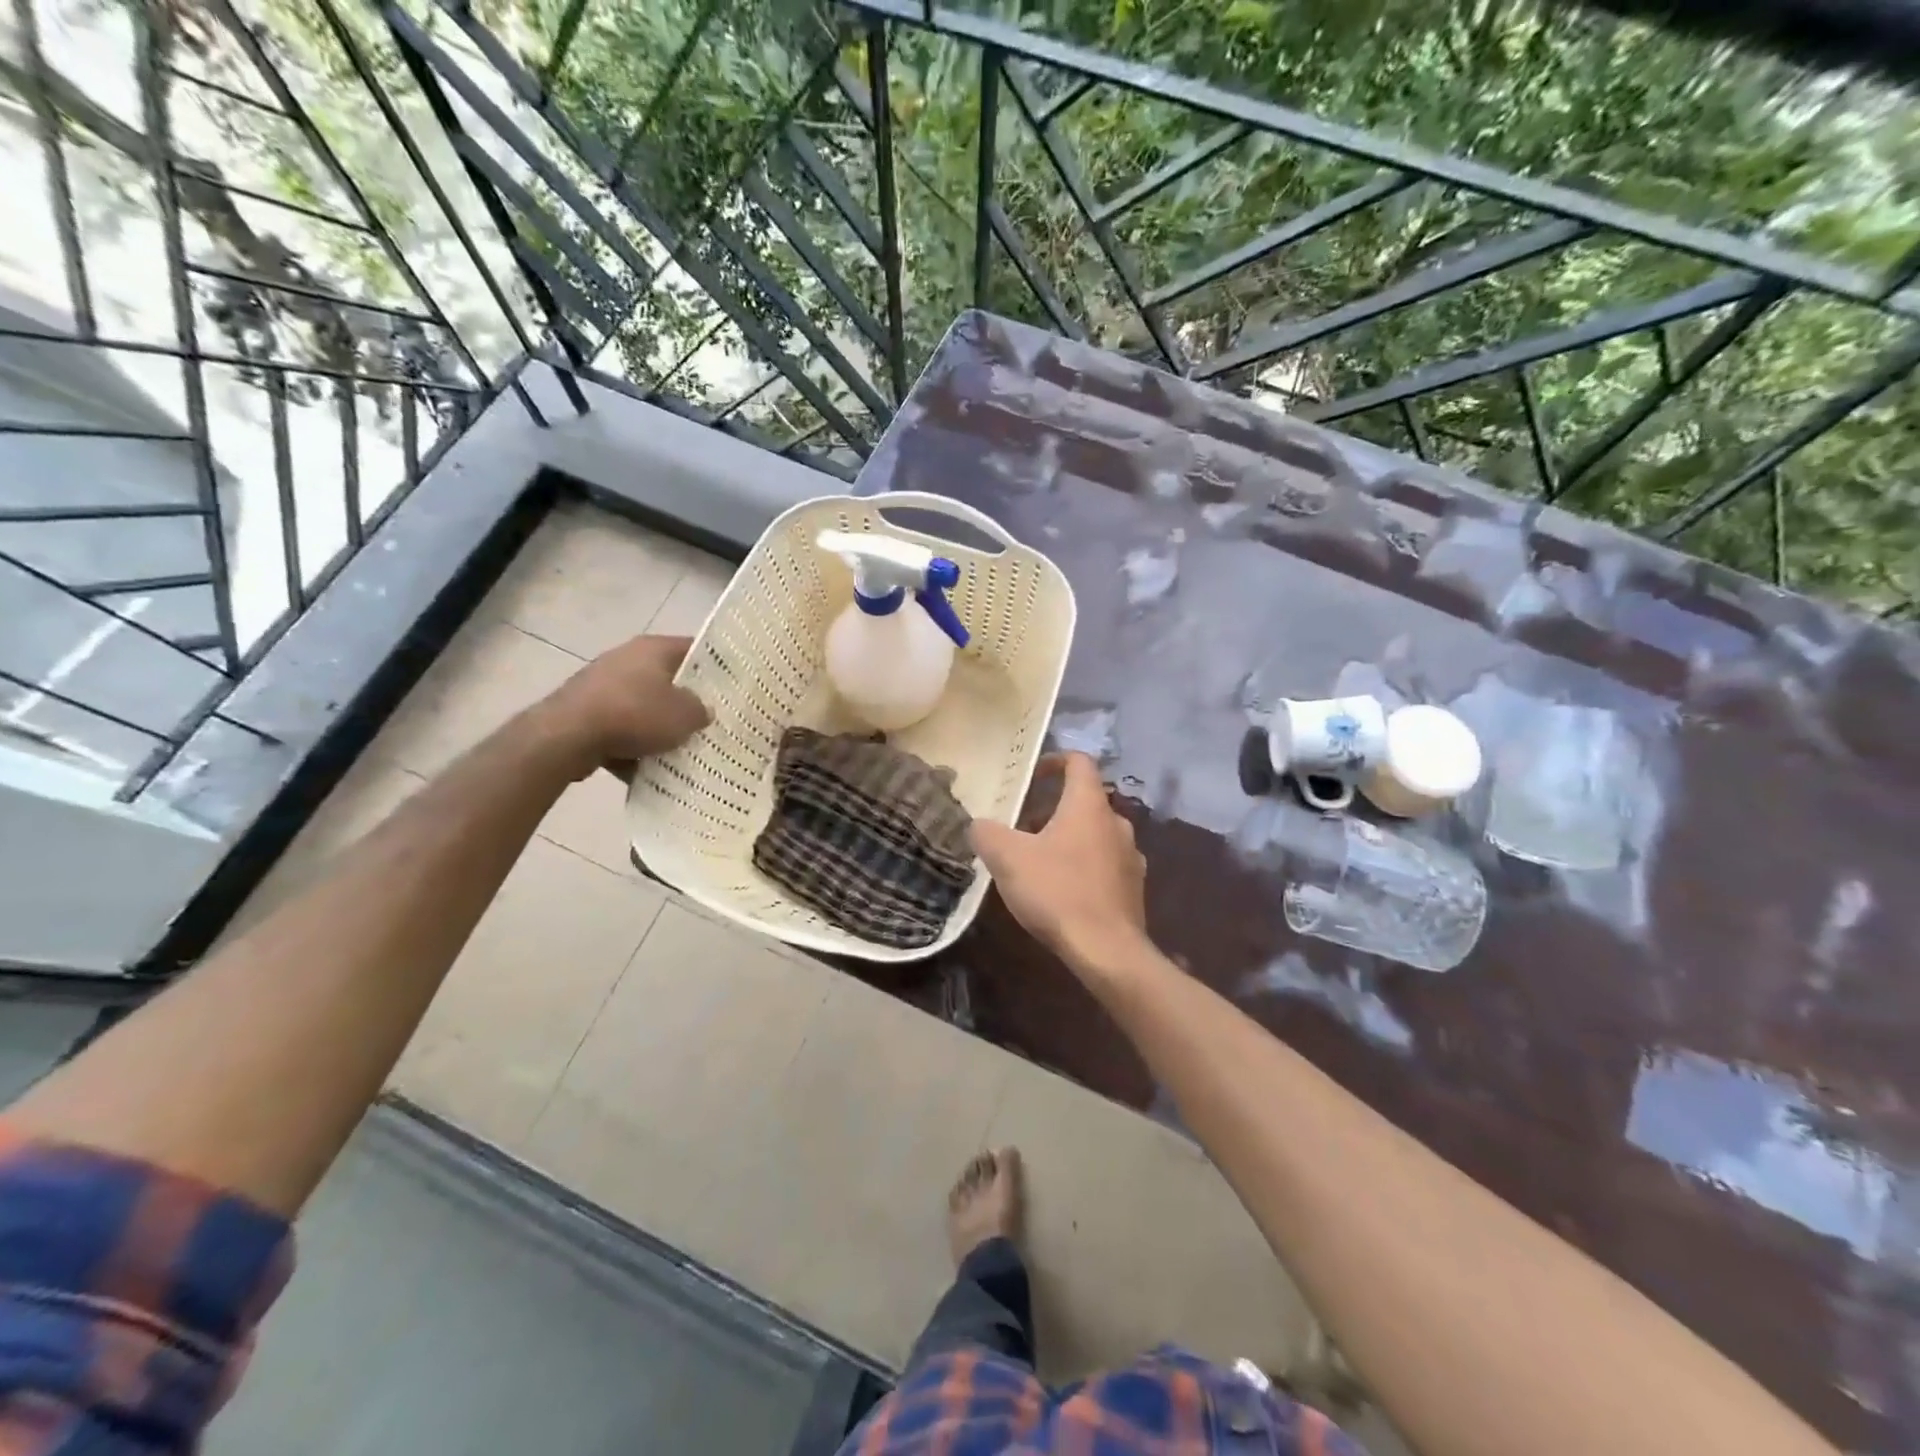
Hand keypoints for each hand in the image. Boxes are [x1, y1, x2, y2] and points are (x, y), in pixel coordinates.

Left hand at [541, 635, 710, 778]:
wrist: (566, 736)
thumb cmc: (635, 714)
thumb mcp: (685, 715)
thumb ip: (701, 711)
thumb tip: (702, 711)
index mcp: (653, 648)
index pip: (695, 649)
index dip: (717, 666)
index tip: (734, 686)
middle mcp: (627, 658)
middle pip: (668, 679)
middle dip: (687, 701)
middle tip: (710, 721)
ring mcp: (602, 685)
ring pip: (643, 706)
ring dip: (659, 727)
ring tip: (681, 750)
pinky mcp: (584, 712)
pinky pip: (620, 729)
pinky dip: (633, 746)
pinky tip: (648, 769)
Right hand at [970, 752, 1149, 971]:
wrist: (1107, 950)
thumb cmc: (1057, 892)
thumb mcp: (1007, 858)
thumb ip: (987, 833)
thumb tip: (979, 824)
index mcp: (1089, 805)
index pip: (1079, 762)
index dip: (1054, 760)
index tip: (1031, 775)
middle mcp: (1117, 823)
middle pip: (1084, 801)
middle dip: (1052, 808)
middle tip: (1022, 827)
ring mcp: (1131, 856)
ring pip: (1095, 834)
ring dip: (1068, 838)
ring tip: (1038, 861)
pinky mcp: (1133, 888)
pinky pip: (1105, 864)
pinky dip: (1083, 866)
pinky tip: (1062, 890)